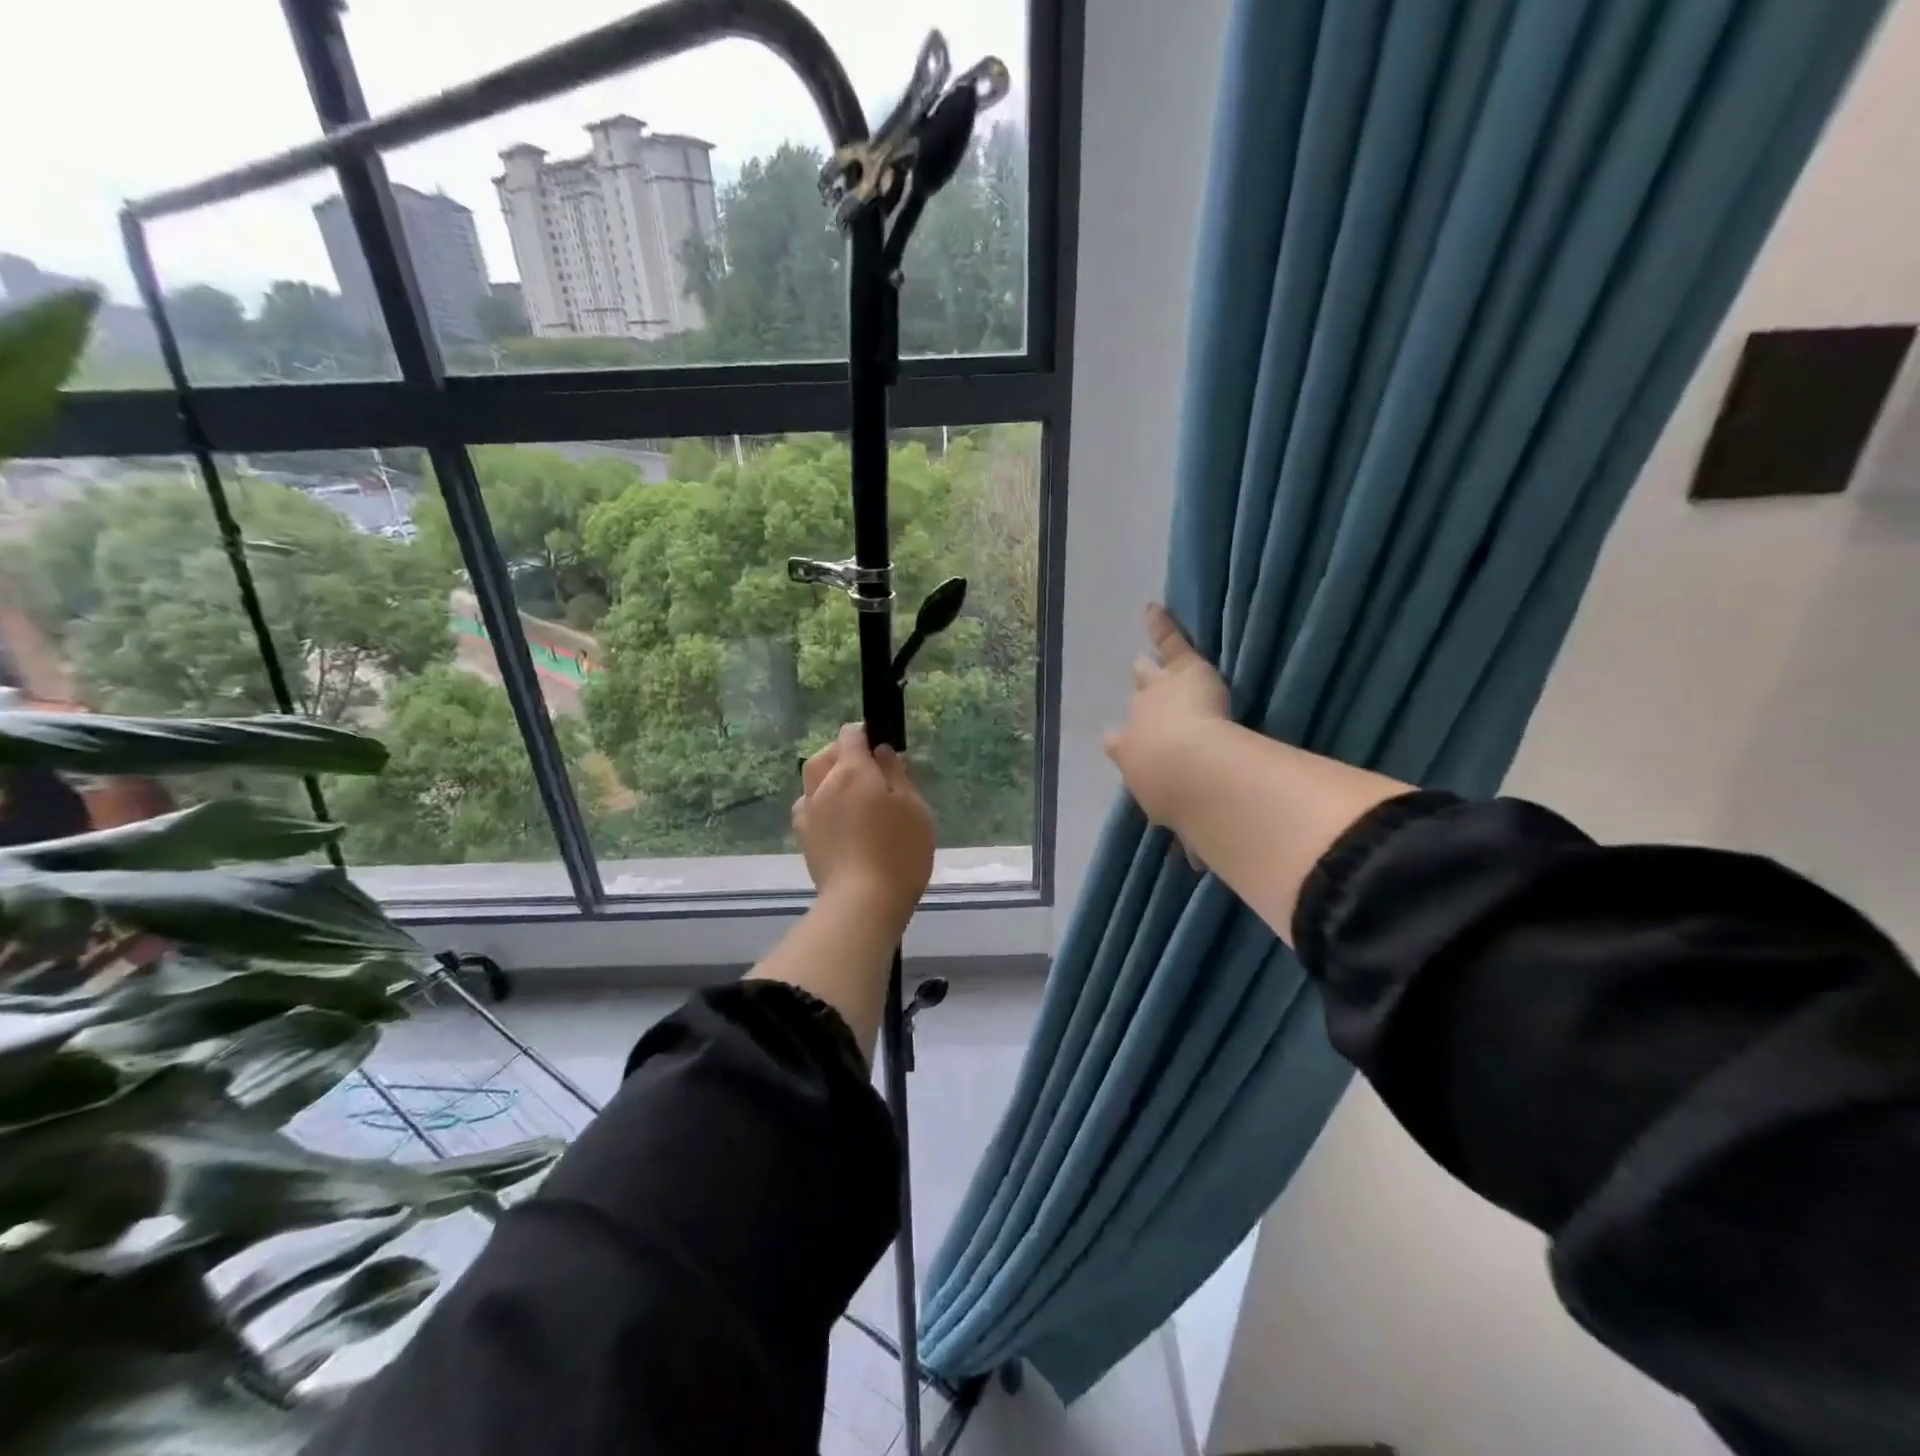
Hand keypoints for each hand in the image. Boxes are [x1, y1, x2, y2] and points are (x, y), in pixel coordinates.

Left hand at [794, 723, 935, 926]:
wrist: (862, 903)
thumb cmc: (899, 852)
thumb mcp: (914, 808)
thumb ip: (896, 775)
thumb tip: (882, 752)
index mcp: (852, 772)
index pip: (850, 735)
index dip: (866, 735)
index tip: (882, 748)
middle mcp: (823, 786)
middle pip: (824, 756)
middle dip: (843, 754)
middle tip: (868, 771)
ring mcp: (809, 814)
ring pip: (812, 782)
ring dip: (828, 780)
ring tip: (851, 796)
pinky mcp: (804, 839)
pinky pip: (808, 809)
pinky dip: (820, 805)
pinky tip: (837, 821)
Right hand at [1103, 604, 1229, 830]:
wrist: (1191, 770)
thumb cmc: (1183, 803)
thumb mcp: (1183, 825)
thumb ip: (1190, 838)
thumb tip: (1194, 867)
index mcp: (1135, 760)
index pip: (1123, 749)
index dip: (1124, 746)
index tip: (1118, 742)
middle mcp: (1136, 724)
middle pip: (1135, 710)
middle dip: (1137, 708)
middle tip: (1137, 700)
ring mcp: (1156, 694)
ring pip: (1149, 678)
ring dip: (1149, 673)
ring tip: (1142, 662)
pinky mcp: (1182, 671)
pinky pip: (1170, 642)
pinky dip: (1162, 626)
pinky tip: (1153, 609)